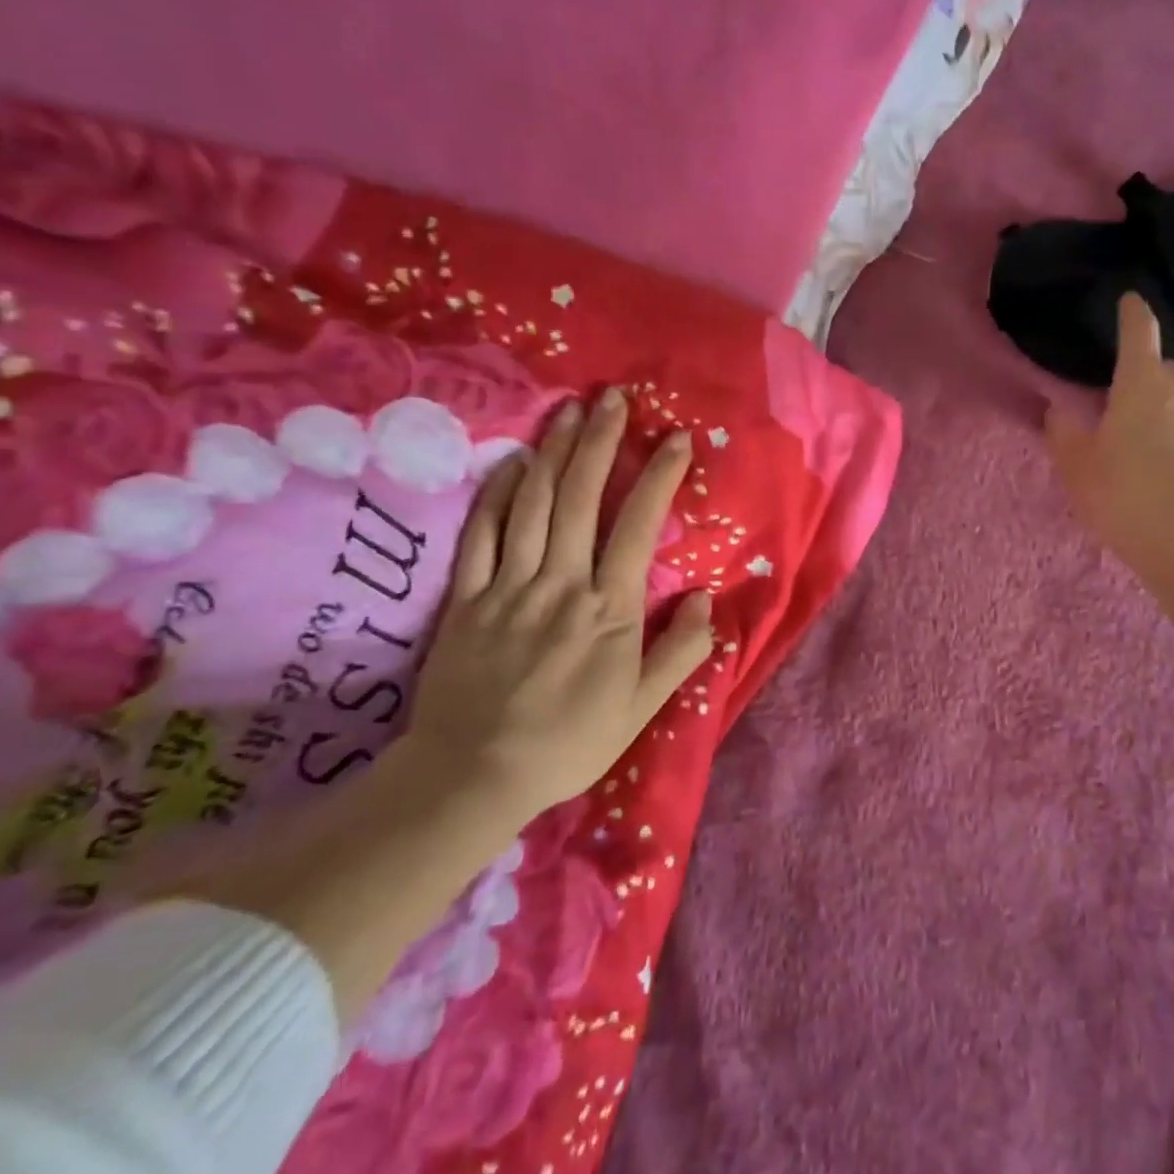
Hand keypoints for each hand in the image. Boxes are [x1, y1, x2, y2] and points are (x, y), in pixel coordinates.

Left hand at [404, 389, 713, 818]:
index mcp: (610, 609)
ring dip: (553, 453)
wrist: (474, 775)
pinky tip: (511, 464)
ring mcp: (509, 587)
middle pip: (580, 499)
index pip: (638, 526)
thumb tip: (708, 599)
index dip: (658, 477)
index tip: (674, 439)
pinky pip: (480, 536)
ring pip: (532, 506)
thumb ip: (680, 650)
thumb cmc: (570, 742)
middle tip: (612, 398)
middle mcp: (562, 584)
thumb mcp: (642, 707)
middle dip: (600, 442)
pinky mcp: (465, 599)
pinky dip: (496, 495)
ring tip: (569, 411)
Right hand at [1046, 293, 1173, 570]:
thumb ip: (1062, 431)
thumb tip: (1060, 409)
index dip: (1132, 314)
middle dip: (1153, 389)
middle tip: (1135, 428)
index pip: (1138, 333)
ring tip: (1167, 464)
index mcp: (1143, 383)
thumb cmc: (1124, 495)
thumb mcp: (1076, 467)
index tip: (1131, 302)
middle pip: (1169, 375)